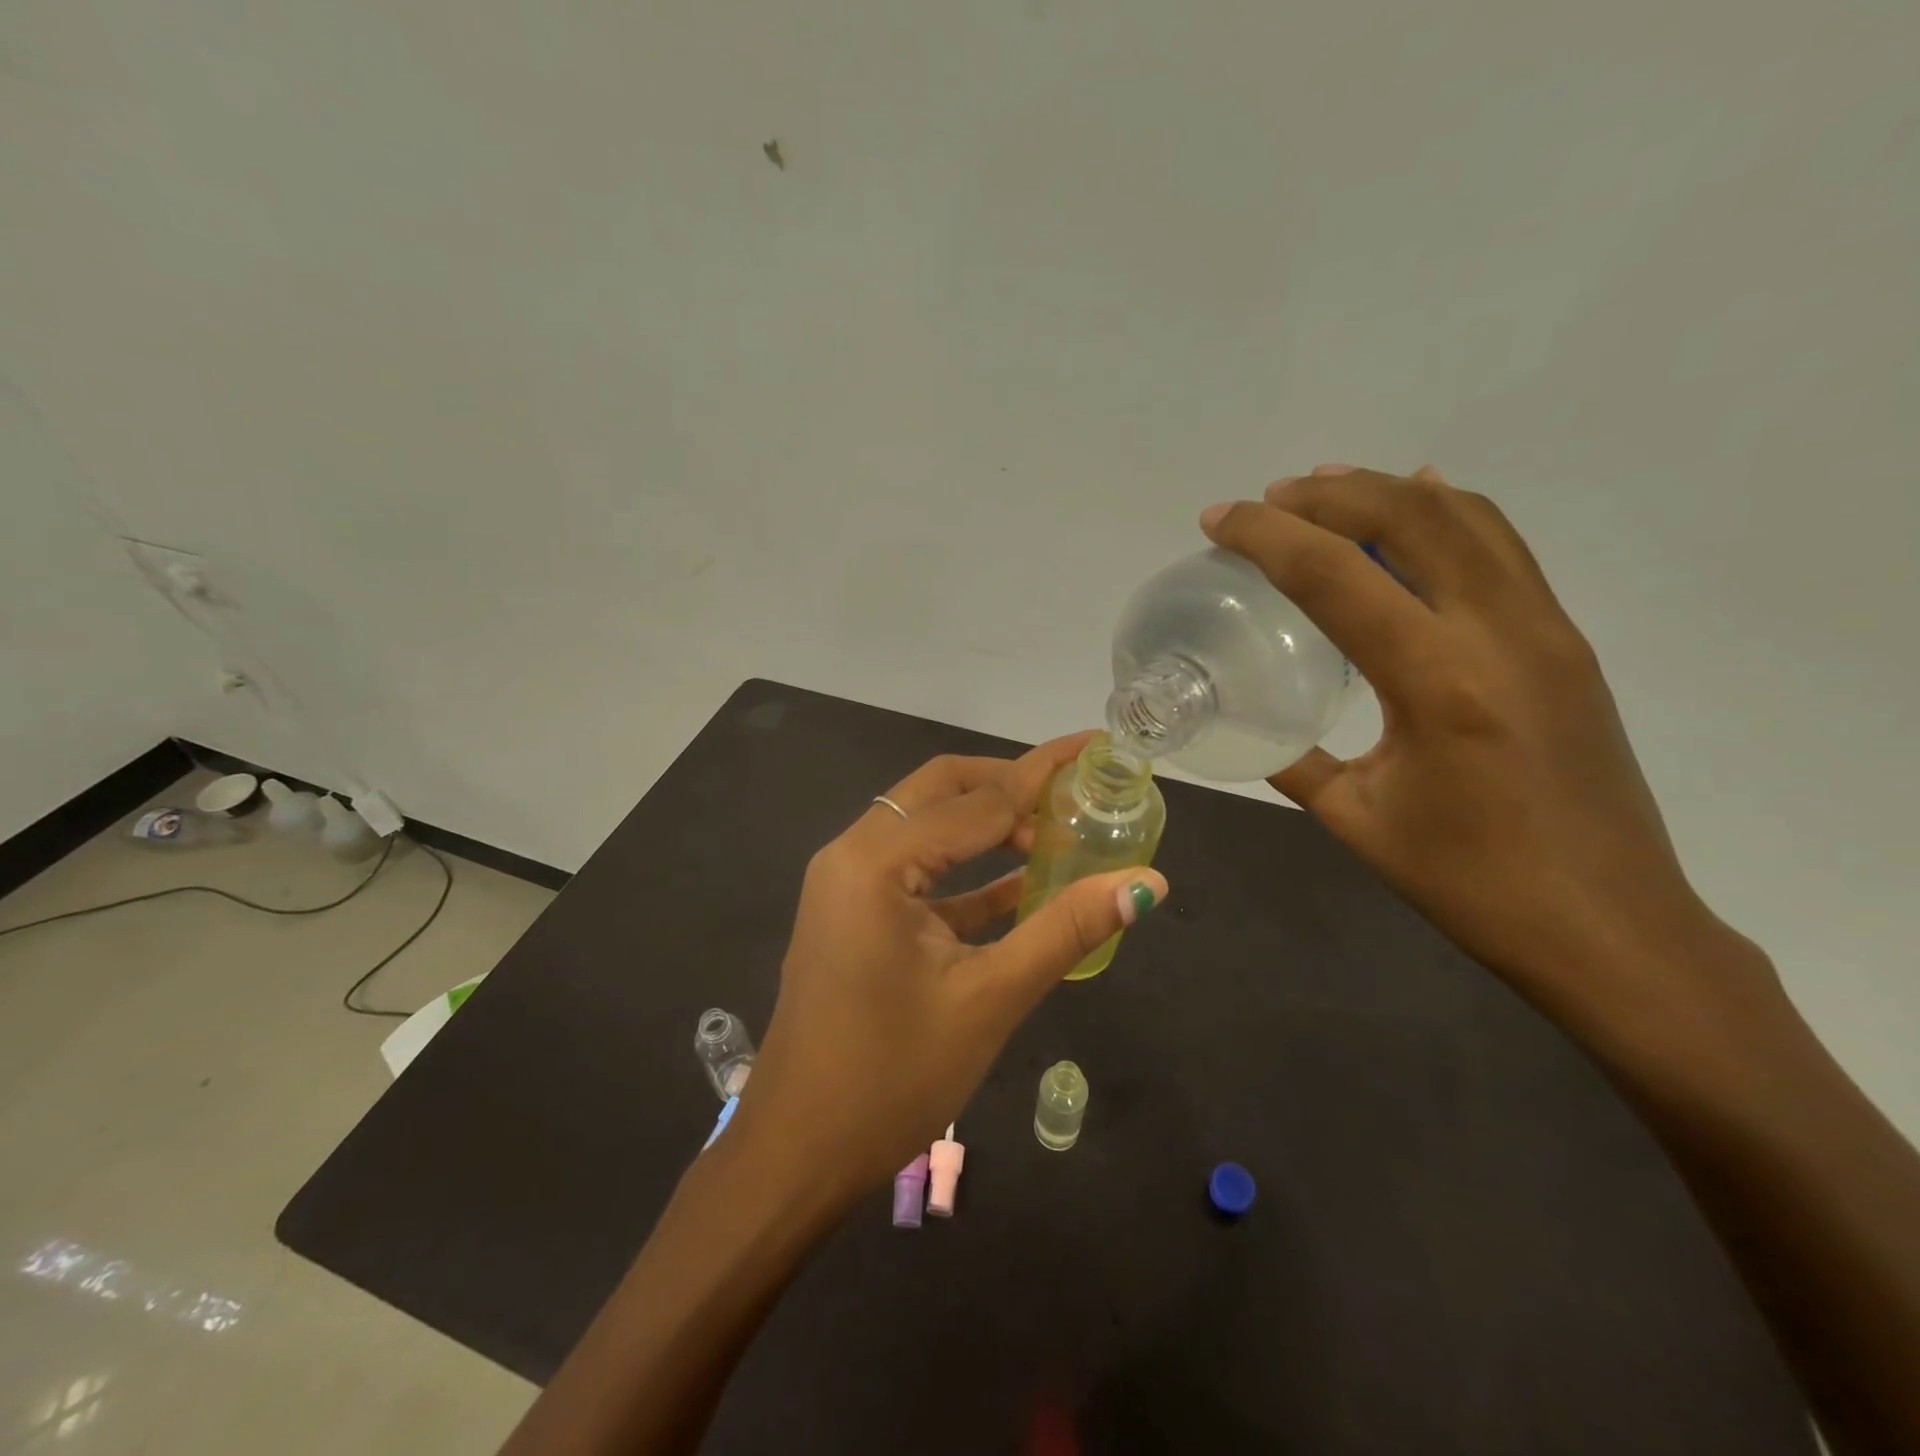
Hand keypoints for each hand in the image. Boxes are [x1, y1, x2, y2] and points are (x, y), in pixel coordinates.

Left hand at [732, 735, 1168, 1196]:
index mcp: (876, 861)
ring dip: (988, 823)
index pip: (977, 801)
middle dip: (1010, 782)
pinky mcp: (854, 912)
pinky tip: (1022, 880)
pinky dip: (967, 870)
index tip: (1093, 747)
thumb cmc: (892, 1078)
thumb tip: (1147, 883)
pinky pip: (917, 871)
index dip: (1041, 775)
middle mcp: (853, 853)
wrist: (798, 1153)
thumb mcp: (990, 999)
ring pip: (928, 826)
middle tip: (1075, 784)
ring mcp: (847, 882)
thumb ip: (1067, 930)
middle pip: (942, 790)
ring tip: (1058, 829)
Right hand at [1202, 465, 1769, 1038]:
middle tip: (1266, 501)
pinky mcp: (1565, 641)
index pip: (1336, 575)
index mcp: (1437, 682)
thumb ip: (1293, 759)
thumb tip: (1250, 723)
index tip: (1217, 520)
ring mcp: (1545, 629)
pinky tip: (1416, 504)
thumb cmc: (1470, 883)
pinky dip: (1448, 511)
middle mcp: (1500, 632)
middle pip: (1410, 516)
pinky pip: (1503, 547)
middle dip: (1326, 494)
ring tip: (1324, 489)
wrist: (1611, 928)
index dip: (1267, 536)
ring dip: (1387, 489)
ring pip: (1467, 516)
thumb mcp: (1355, 819)